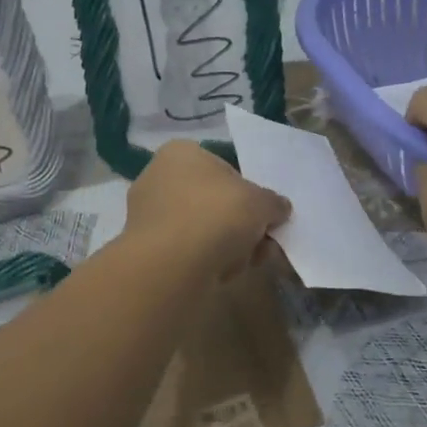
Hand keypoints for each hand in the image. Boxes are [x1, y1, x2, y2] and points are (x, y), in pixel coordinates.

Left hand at [124, 141, 290, 281]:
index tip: (264, 213)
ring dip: (229, 245)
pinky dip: (208, 261)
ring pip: (203, 228)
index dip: (249, 191)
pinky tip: (224, 274)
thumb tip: (279, 207)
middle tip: (263, 241)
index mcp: (181, 153)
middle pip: (215, 201)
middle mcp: (159, 177)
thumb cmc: (216, 215)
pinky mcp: (147, 249)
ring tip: (248, 261)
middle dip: (241, 223)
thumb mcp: (260, 202)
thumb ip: (273, 202)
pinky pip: (188, 251)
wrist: (170, 266)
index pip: (224, 167)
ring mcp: (149, 215)